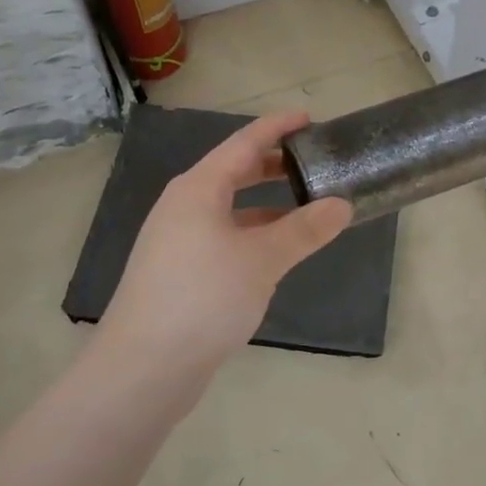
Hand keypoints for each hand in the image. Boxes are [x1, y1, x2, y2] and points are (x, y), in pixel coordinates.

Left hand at [100, 111, 352, 378]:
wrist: (143, 368)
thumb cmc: (203, 297)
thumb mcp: (262, 259)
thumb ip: (304, 229)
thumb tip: (342, 204)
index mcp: (198, 189)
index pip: (243, 144)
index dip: (276, 127)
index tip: (308, 117)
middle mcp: (183, 207)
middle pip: (233, 173)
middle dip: (272, 165)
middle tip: (313, 161)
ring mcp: (177, 241)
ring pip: (229, 209)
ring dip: (265, 204)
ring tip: (305, 206)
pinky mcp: (179, 273)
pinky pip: (223, 237)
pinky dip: (253, 234)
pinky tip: (276, 252)